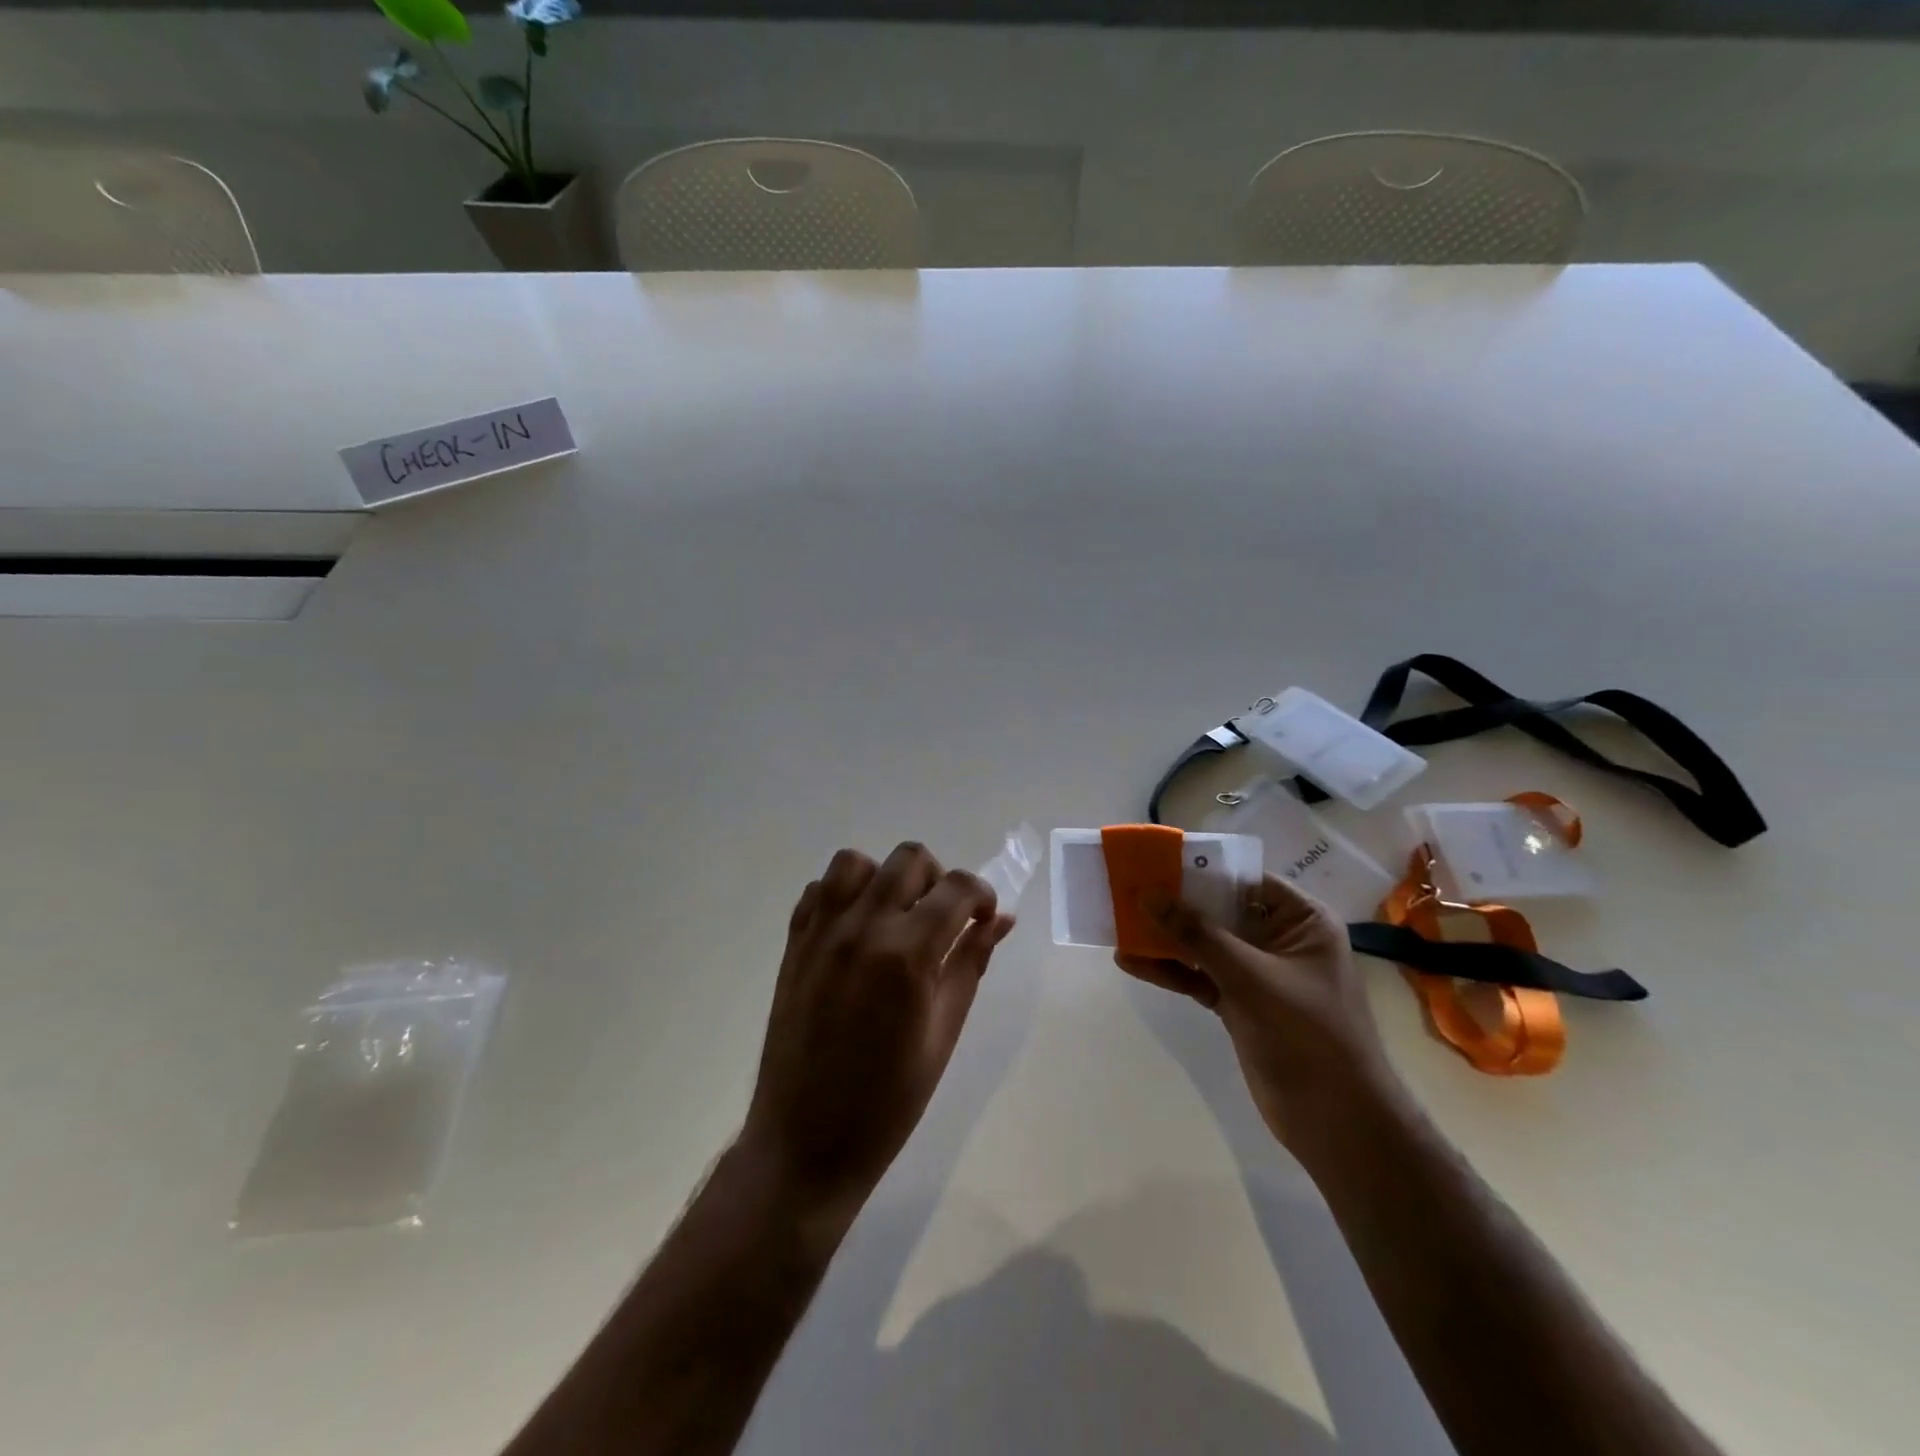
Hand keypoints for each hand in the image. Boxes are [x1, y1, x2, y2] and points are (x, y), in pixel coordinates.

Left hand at [740, 842, 1014, 1221]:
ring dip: (885, 878)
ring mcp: (820, 933)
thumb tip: (1000, 920)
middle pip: (909, 859)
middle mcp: (861, 928)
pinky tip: (856, 932)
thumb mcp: (943, 1034)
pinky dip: (843, 896)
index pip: (957, 888)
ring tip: (895, 918)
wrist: (804, 1143)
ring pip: (856, 862)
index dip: (981, 895)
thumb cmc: (888, 1101)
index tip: (984, 918)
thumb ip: (971, 965)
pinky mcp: (793, 944)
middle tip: (941, 920)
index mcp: (906, 954)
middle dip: (937, 879)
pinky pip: (819, 890)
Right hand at [1115, 876, 1404, 1154]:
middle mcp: (1280, 939)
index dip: (1201, 869)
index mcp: (1301, 920)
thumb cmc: (1308, 1034)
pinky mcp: (1239, 1003)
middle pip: (1219, 911)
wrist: (1337, 1123)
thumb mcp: (1251, 977)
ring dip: (1165, 938)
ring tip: (1119, 924)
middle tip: (1127, 890)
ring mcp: (1257, 973)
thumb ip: (1198, 934)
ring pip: (1204, 945)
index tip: (1156, 862)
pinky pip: (1198, 976)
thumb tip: (1148, 894)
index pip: (1245, 879)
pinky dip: (1169, 971)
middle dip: (1175, 904)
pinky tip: (1131, 963)